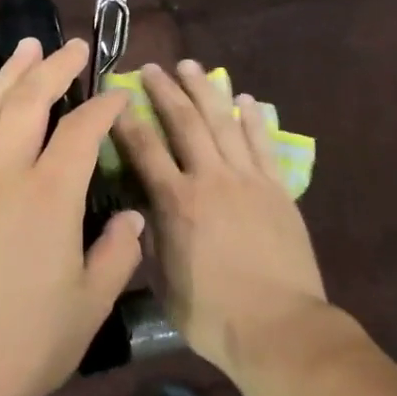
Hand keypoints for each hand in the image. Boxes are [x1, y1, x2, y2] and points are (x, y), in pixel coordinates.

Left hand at [0, 37, 146, 395]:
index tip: (119, 96)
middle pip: (29, 101)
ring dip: (10, 74)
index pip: (82, 131)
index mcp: (50, 197)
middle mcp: (6, 175)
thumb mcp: (91, 304)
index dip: (104, 107)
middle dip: (55, 68)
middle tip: (74, 46)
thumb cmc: (30, 343)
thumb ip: (117, 253)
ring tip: (27, 48)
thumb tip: (132, 217)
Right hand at [113, 60, 329, 373]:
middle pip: (185, 123)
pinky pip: (263, 144)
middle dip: (166, 91)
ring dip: (207, 90)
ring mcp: (248, 181)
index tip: (116, 98)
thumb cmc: (213, 314)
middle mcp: (211, 180)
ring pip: (224, 123)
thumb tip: (143, 210)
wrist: (281, 329)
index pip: (145, 150)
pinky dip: (253, 119)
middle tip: (152, 67)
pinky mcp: (277, 190)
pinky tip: (246, 99)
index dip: (127, 120)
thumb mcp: (165, 281)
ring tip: (193, 66)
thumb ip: (153, 239)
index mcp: (177, 203)